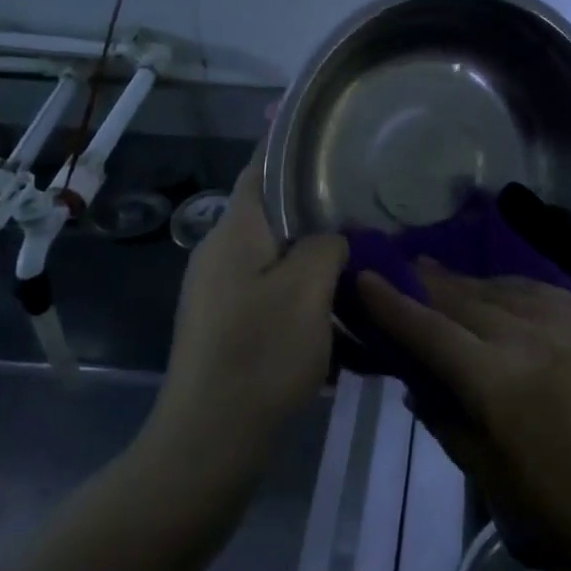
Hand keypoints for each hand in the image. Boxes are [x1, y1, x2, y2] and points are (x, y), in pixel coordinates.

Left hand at [148, 152, 346, 461]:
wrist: (208, 445)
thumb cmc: (259, 355)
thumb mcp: (308, 290)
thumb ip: (327, 246)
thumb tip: (334, 238)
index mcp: (234, 233)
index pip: (260, 168)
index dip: (285, 140)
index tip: (321, 125)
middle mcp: (220, 254)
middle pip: (272, 211)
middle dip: (315, 202)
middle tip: (363, 196)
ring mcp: (220, 292)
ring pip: (276, 254)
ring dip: (315, 252)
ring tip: (362, 251)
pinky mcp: (228, 326)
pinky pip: (273, 290)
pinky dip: (305, 289)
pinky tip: (340, 306)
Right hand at [360, 262, 570, 570]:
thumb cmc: (556, 501)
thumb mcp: (486, 472)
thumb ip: (444, 418)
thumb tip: (416, 380)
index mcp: (495, 381)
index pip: (430, 330)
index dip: (393, 303)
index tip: (366, 277)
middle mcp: (527, 337)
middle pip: (463, 299)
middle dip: (429, 283)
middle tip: (406, 267)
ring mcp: (566, 322)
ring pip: (502, 288)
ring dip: (470, 283)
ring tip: (447, 277)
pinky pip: (542, 290)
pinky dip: (513, 288)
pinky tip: (501, 290)